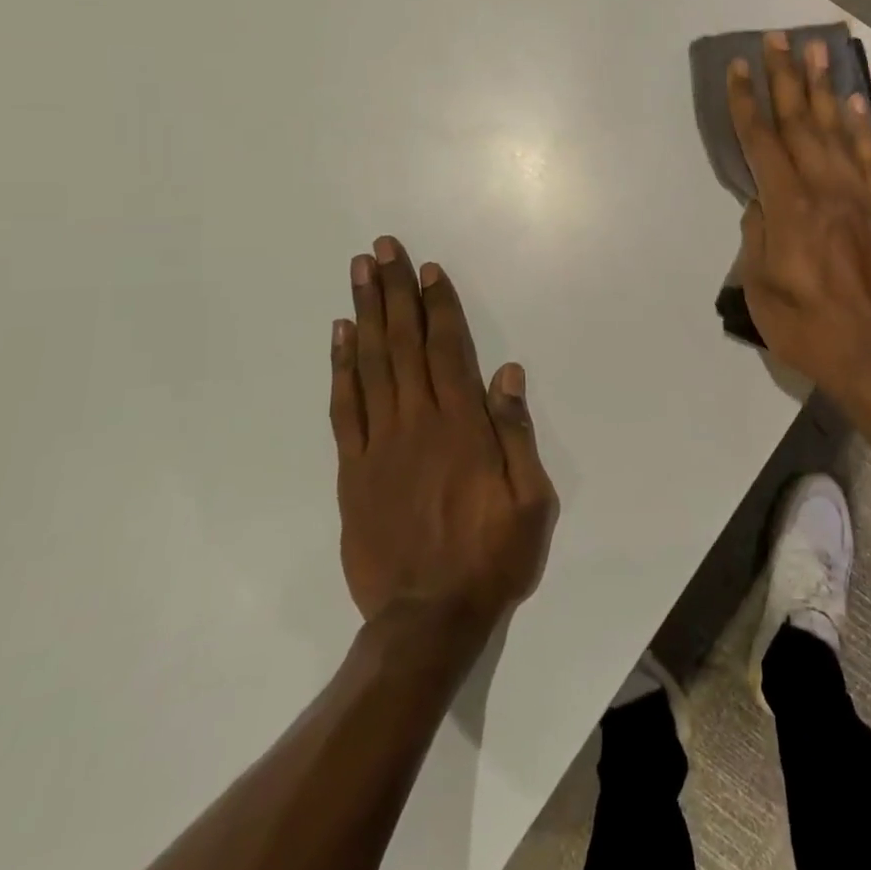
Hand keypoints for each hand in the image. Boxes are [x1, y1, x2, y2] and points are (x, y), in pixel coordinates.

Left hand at [331, 236, 556, 635]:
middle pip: (403, 343)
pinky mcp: (353, 470)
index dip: (438, 306)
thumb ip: (516, 433)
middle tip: (382, 249)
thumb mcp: (530, 501)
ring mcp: (379, 444)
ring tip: (358, 274)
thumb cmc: (490, 557)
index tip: (427, 269)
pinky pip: (344, 408)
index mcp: (462, 427)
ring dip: (365, 314)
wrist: (426, 621)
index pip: (447, 349)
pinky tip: (340, 337)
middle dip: (394, 292)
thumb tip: (507, 373)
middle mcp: (417, 423)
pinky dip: (341, 368)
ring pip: (370, 365)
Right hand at [727, 33, 870, 405]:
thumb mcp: (760, 290)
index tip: (737, 68)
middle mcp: (826, 191)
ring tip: (816, 49)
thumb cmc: (807, 329)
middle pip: (801, 122)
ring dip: (824, 87)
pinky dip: (862, 125)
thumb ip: (757, 236)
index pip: (762, 142)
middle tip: (775, 39)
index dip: (746, 102)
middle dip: (784, 78)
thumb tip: (761, 202)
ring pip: (838, 130)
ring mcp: (861, 197)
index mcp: (790, 209)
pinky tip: (854, 101)